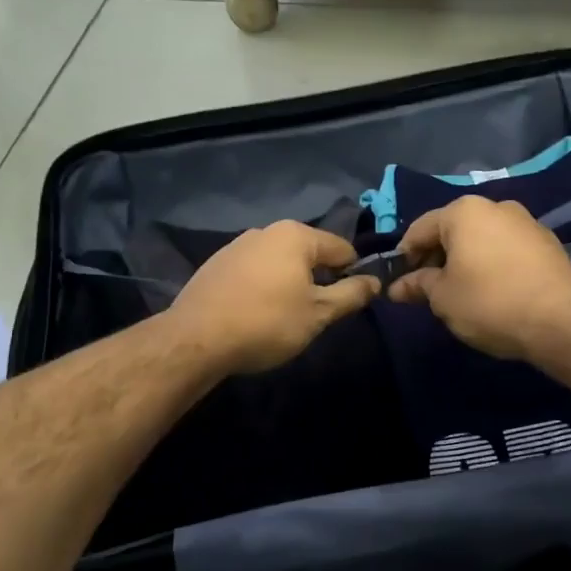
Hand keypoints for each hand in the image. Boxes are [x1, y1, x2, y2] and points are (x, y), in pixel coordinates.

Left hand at [169, 221, 380, 374]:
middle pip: (309, 253)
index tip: (349, 302)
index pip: (342, 248)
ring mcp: (237, 244)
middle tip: (316, 314)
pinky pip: (254, 271)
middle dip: (318, 279)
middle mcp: (266, 230)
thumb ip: (351, 294)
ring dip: (289, 283)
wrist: (196, 339)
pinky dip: (263, 286)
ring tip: (284, 316)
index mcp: (296, 235)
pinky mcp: (216, 263)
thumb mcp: (318, 314)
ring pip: (280, 262)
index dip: (353, 274)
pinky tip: (255, 313)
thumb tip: (375, 281)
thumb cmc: (267, 322)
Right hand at [386, 196, 570, 360]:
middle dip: (436, 257)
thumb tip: (397, 287)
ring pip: (482, 238)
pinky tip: (493, 289)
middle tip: (428, 289)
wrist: (560, 322)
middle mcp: (496, 206)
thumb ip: (418, 285)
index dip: (405, 256)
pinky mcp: (547, 242)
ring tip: (461, 291)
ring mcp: (526, 221)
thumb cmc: (489, 303)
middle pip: (453, 230)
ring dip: (466, 259)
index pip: (420, 229)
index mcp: (464, 211)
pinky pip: (507, 248)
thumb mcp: (443, 298)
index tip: (400, 282)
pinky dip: (493, 262)